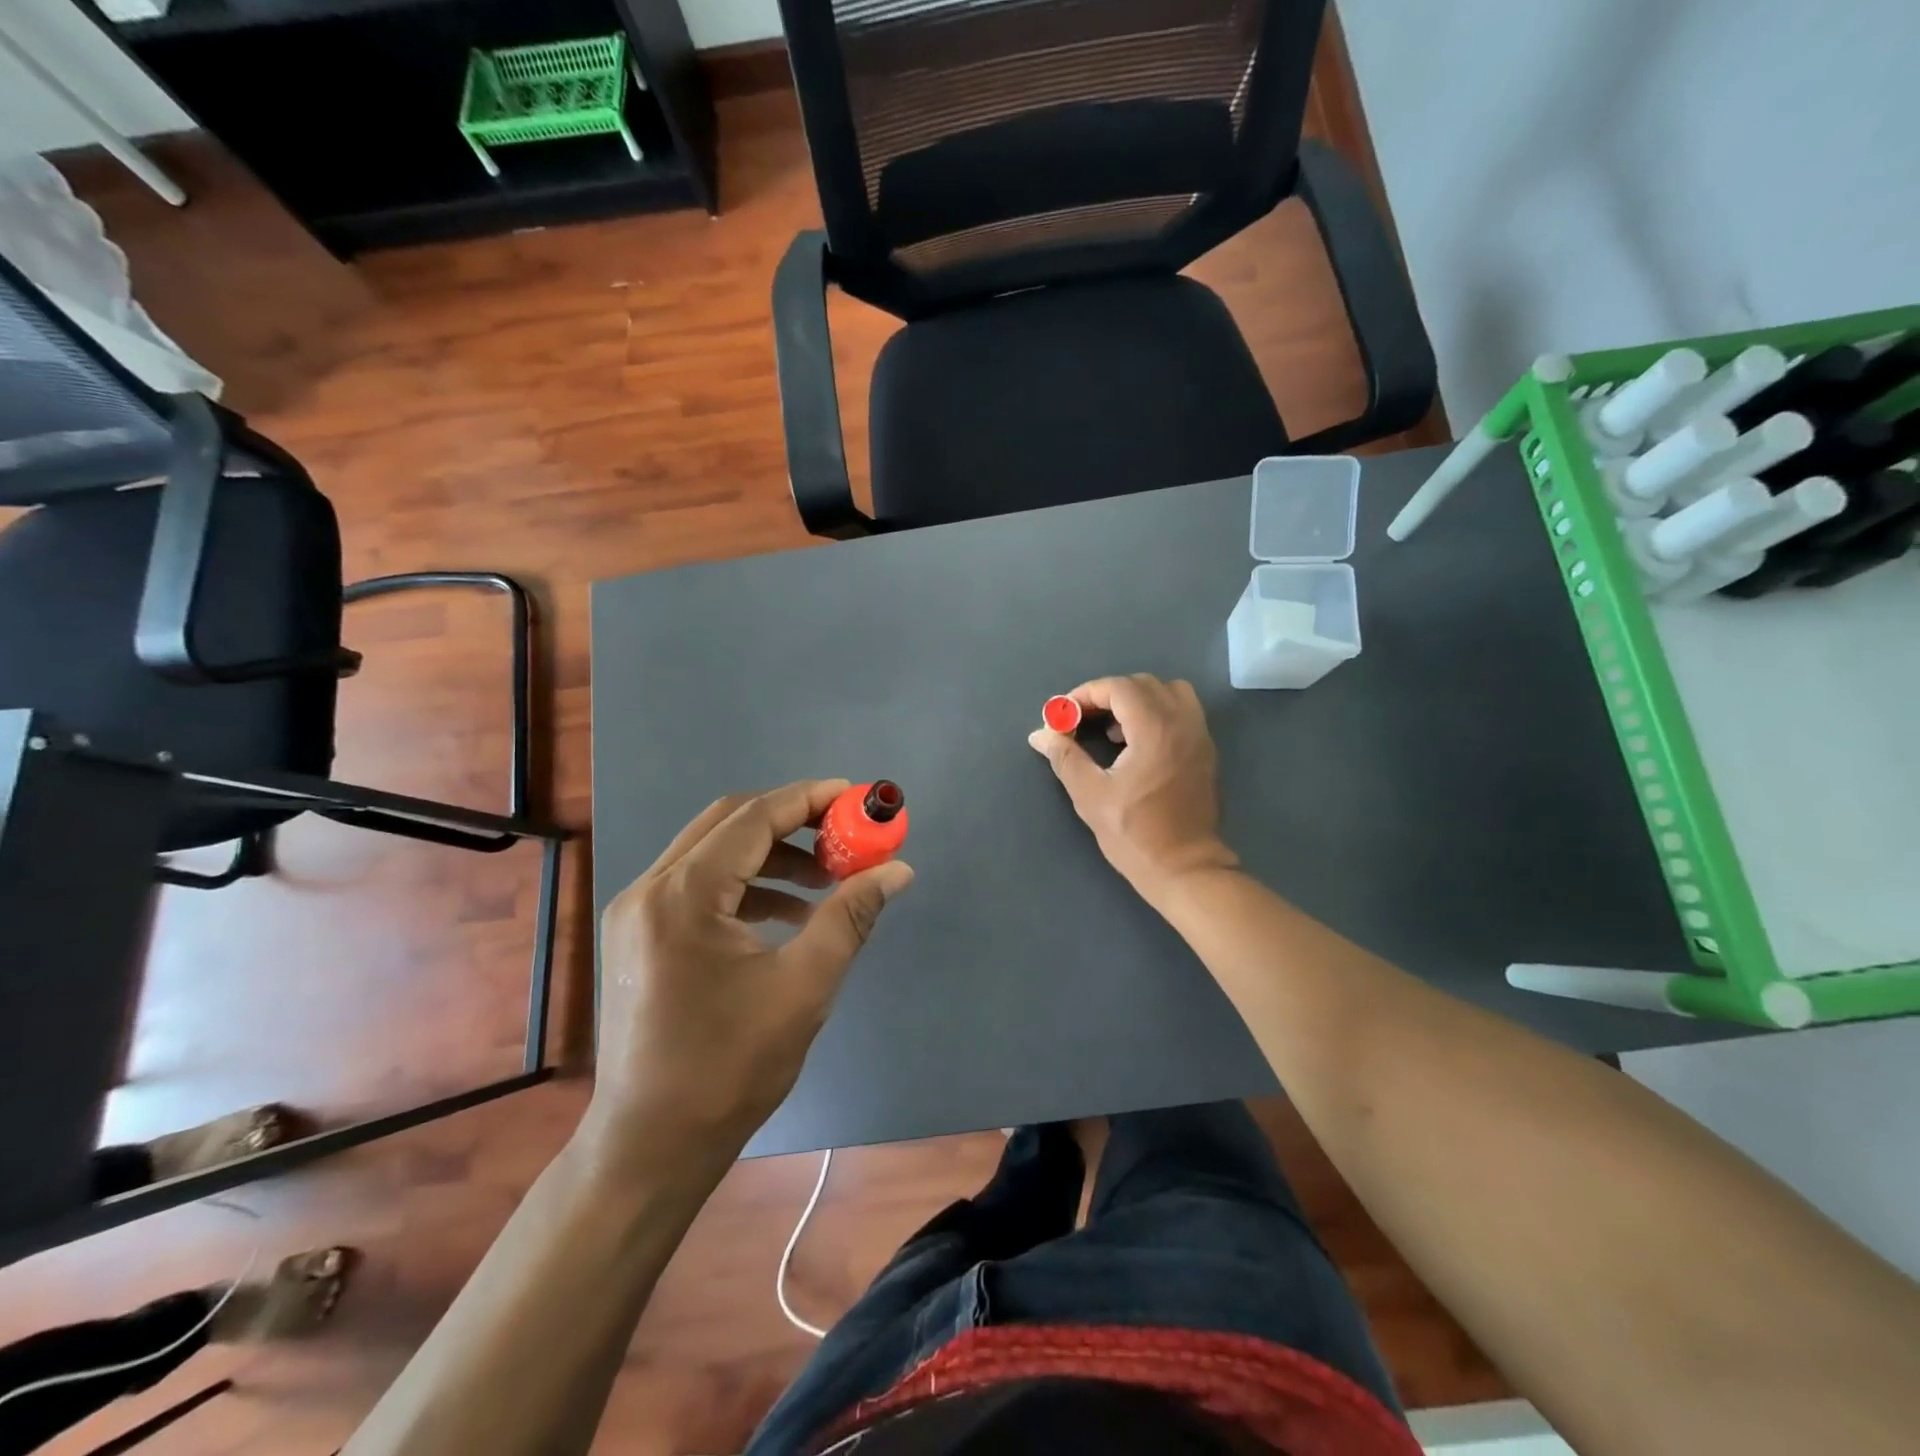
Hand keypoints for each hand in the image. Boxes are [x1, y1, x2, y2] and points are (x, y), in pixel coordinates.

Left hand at [586, 780, 912, 1165]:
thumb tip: (896, 869)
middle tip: (843, 835)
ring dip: (770, 855)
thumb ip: (850, 916)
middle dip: (791, 821)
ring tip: (824, 882)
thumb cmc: (729, 1068)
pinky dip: (745, 885)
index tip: (855, 796)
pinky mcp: (639, 935)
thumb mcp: (804, 986)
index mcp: (683, 895)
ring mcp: (637, 912)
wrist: (650, 1147)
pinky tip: (787, 915)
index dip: (808, 800)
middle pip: (727, 823)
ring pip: (711, 851)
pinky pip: (698, 884)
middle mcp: (650, 889)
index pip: (753, 818)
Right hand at [1028, 674, 1236, 902]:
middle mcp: (1182, 723)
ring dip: (1135, 700)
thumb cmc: (1135, 834)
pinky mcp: (1205, 751)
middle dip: (1107, 695)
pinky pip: (1182, 711)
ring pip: (1167, 692)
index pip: (1118, 688)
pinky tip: (1135, 743)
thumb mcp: (1090, 796)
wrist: (1186, 868)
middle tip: (1081, 720)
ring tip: (1111, 729)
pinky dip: (1156, 713)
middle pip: (1142, 685)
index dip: (1086, 694)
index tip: (1064, 715)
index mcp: (1155, 729)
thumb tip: (1040, 733)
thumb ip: (1065, 757)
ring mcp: (1199, 736)